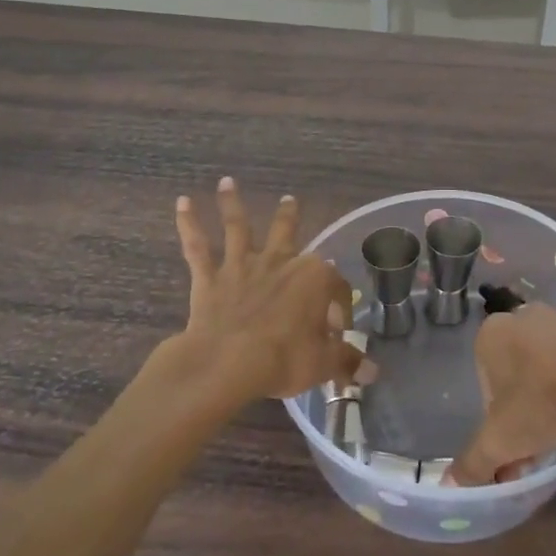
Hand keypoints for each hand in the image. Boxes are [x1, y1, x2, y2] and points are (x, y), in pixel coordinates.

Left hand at [169, 178, 363, 404]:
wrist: (227, 364)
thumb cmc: (283, 359)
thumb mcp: (323, 364)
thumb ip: (347, 362)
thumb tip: (373, 373)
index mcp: (314, 278)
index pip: (335, 286)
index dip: (340, 307)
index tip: (338, 331)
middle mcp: (280, 261)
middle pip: (287, 232)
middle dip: (290, 216)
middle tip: (290, 199)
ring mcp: (242, 266)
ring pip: (239, 228)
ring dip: (233, 204)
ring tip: (226, 182)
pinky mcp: (210, 278)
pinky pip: (197, 247)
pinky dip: (189, 224)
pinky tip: (182, 203)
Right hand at [447, 305, 555, 485]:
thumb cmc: (541, 401)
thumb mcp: (500, 442)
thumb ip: (472, 463)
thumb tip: (450, 485)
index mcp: (492, 334)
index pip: (485, 378)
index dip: (497, 414)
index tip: (513, 440)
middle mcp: (524, 315)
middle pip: (518, 367)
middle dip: (526, 401)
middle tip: (541, 437)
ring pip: (551, 359)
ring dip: (555, 387)